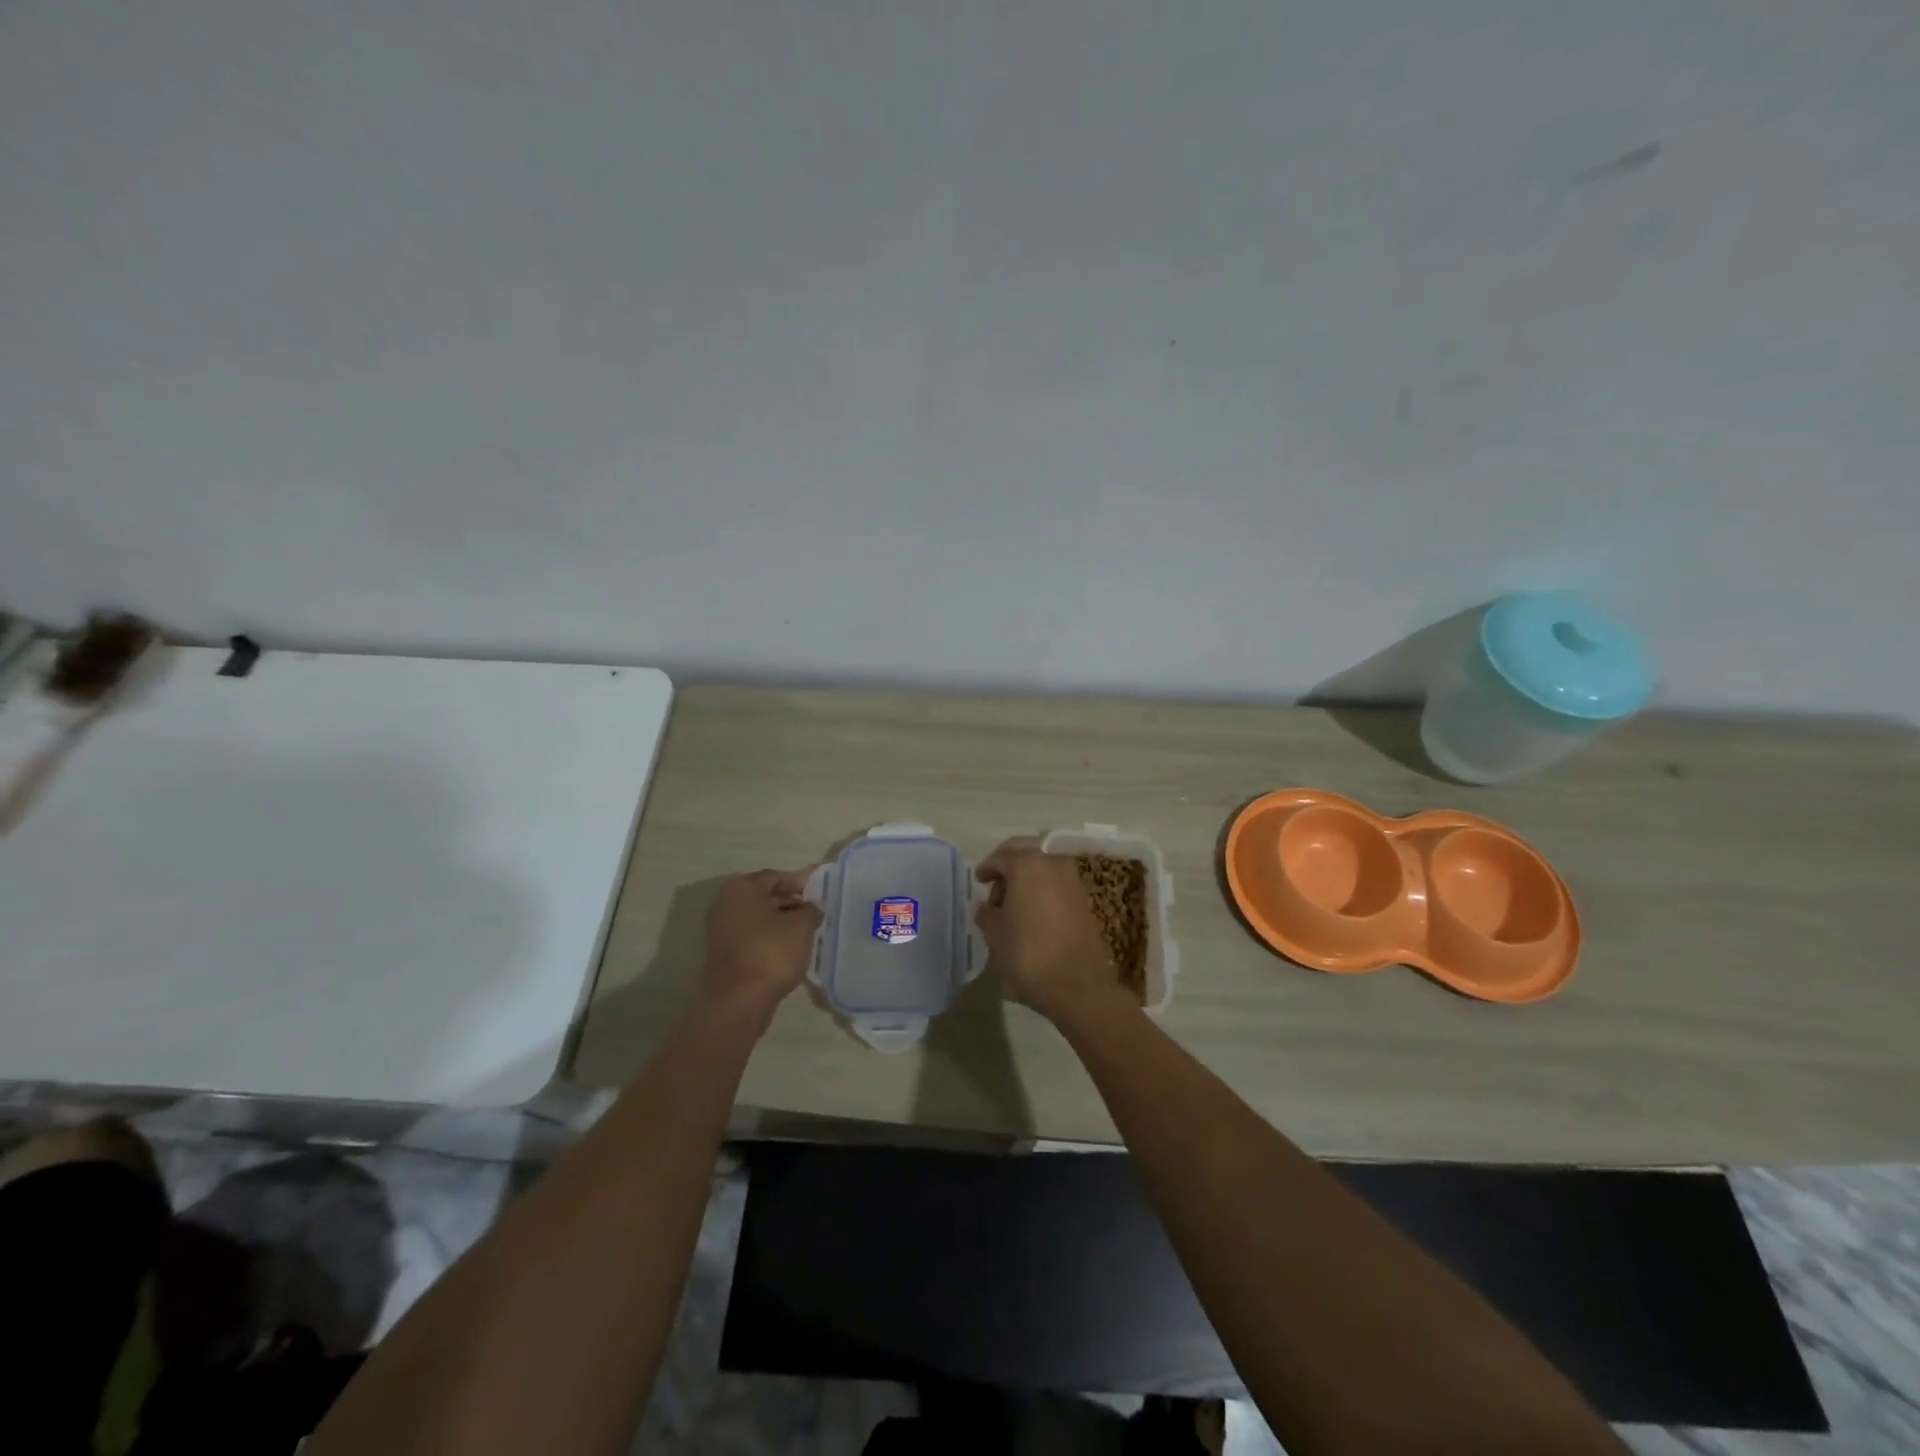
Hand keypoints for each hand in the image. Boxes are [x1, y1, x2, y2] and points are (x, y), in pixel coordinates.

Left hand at [699, 869, 821, 1026]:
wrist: (737, 1003)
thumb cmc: (770, 953)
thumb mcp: (802, 926)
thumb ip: (811, 911)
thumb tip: (810, 910)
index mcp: (741, 888)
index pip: (777, 877)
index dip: (802, 884)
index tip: (821, 895)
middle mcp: (725, 904)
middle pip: (766, 896)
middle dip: (792, 904)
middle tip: (816, 915)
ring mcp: (721, 930)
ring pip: (759, 919)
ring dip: (782, 924)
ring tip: (807, 935)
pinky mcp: (723, 954)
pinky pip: (753, 938)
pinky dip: (770, 940)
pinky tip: (789, 952)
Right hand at [975, 838, 1131, 1021]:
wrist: (1075, 983)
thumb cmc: (1027, 951)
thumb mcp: (995, 932)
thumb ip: (987, 913)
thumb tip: (985, 906)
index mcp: (1027, 863)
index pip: (1002, 856)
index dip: (987, 867)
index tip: (979, 881)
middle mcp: (1053, 863)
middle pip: (1026, 856)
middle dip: (1009, 869)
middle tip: (995, 892)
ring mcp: (1073, 880)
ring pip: (1043, 869)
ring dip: (1027, 881)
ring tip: (1013, 907)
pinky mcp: (1085, 900)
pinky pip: (1057, 886)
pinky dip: (1043, 892)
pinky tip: (1032, 914)